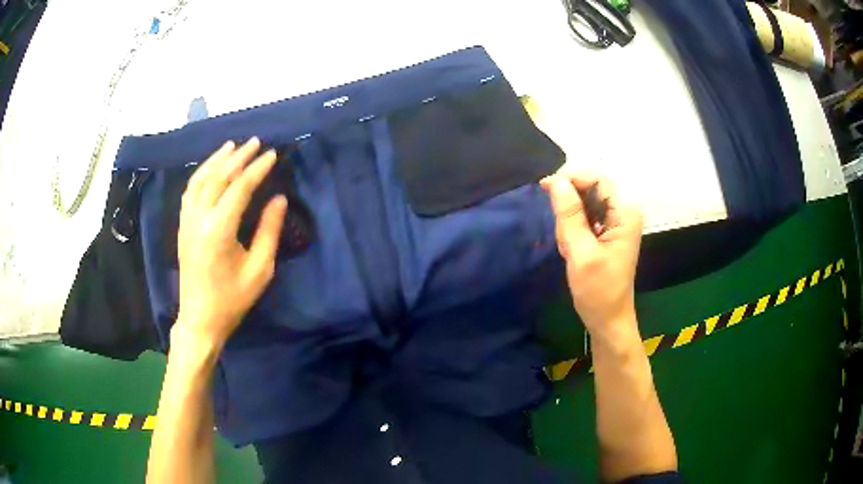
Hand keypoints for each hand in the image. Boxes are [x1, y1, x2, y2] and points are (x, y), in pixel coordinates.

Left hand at [175, 138, 287, 348]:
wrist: (200, 319)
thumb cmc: (232, 299)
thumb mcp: (259, 270)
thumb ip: (269, 231)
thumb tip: (279, 199)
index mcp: (219, 230)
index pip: (239, 188)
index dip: (257, 169)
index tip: (272, 154)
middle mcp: (199, 219)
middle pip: (218, 177)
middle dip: (238, 157)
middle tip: (256, 142)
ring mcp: (187, 222)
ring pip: (199, 180)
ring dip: (216, 160)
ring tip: (232, 146)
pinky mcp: (182, 227)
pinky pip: (190, 192)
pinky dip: (201, 174)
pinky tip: (210, 169)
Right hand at [541, 169, 642, 337]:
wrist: (607, 319)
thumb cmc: (598, 290)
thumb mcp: (580, 252)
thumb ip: (570, 215)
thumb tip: (556, 180)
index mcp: (625, 214)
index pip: (598, 179)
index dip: (571, 178)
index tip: (545, 188)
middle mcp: (623, 212)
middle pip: (590, 189)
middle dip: (570, 207)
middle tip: (562, 235)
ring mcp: (615, 222)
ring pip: (584, 203)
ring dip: (569, 221)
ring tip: (568, 248)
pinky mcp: (606, 231)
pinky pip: (584, 217)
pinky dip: (572, 229)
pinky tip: (571, 248)